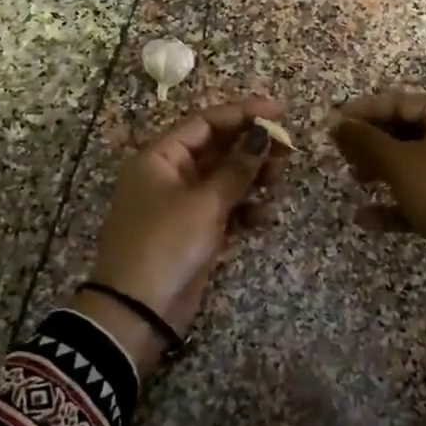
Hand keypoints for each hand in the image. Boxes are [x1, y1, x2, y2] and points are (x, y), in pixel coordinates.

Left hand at [80, 97, 288, 374]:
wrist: (137, 312)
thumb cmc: (166, 245)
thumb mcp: (204, 203)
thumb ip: (237, 168)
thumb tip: (262, 134)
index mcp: (160, 157)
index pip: (206, 122)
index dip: (243, 113)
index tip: (280, 113)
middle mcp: (169, 174)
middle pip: (216, 148)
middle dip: (251, 147)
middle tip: (288, 150)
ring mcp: (181, 204)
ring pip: (223, 178)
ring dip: (251, 176)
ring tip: (279, 179)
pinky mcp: (193, 232)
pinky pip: (223, 208)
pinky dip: (243, 208)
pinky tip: (263, 214)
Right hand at [331, 91, 425, 289]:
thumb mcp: (400, 164)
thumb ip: (365, 141)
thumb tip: (337, 123)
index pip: (400, 102)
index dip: (363, 112)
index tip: (332, 123)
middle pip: (408, 131)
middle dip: (372, 145)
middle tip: (342, 155)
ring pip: (415, 163)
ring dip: (382, 172)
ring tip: (354, 182)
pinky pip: (425, 192)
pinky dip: (398, 202)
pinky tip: (367, 219)